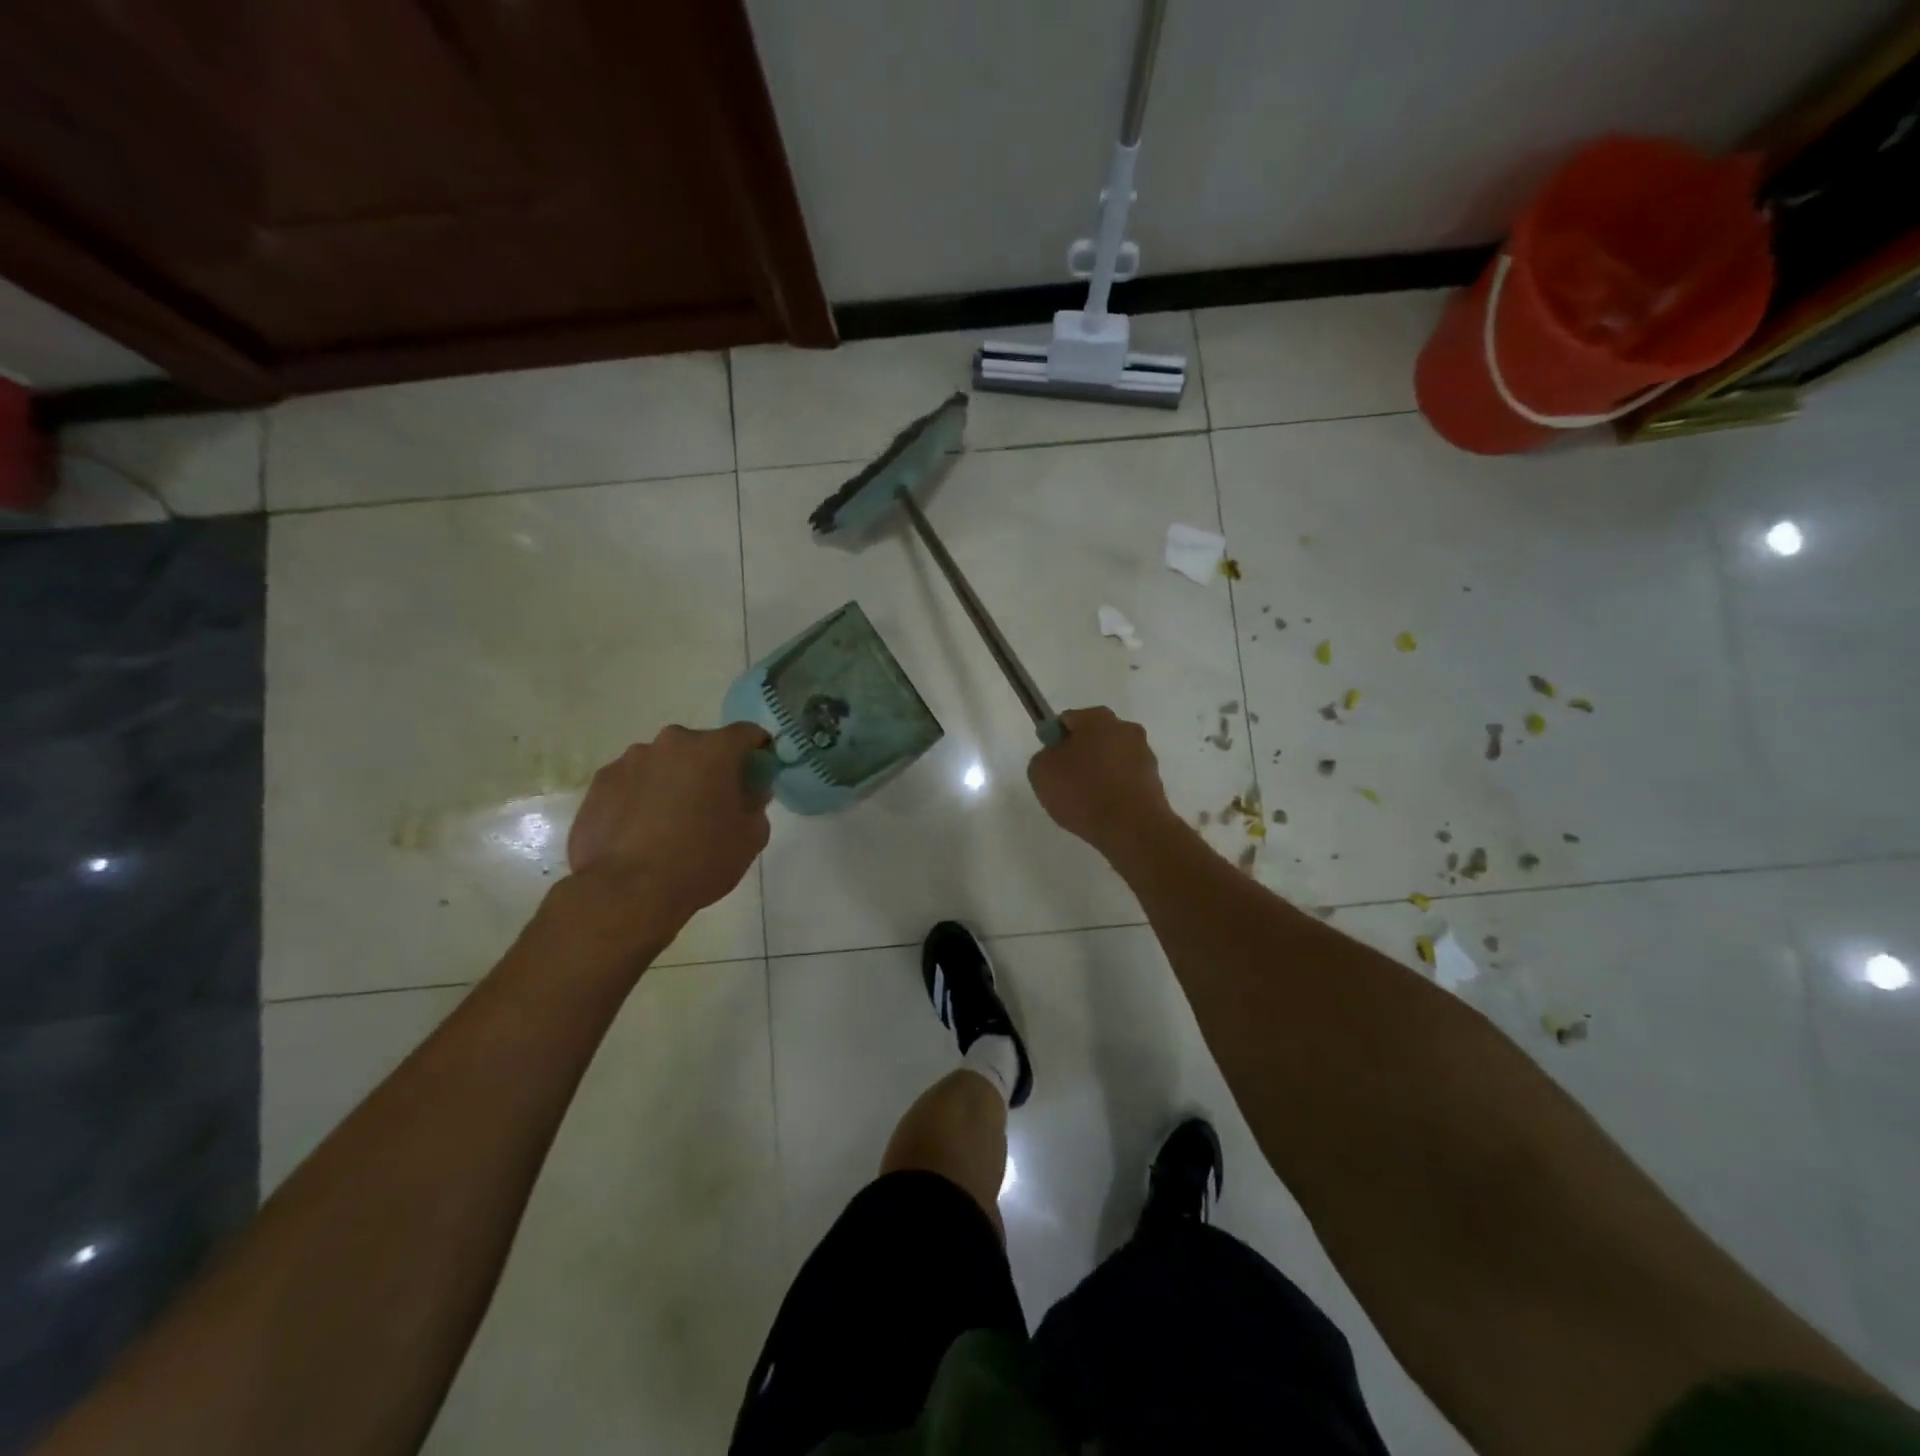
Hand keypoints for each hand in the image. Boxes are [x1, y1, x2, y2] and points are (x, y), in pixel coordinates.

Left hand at [567, 722, 771, 925]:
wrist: (626, 892)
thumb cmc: (701, 861)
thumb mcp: (751, 837)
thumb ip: (756, 804)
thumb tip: (749, 791)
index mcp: (714, 749)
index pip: (747, 733)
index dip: (757, 751)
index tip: (757, 774)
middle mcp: (671, 743)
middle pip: (701, 747)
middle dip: (711, 768)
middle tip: (713, 804)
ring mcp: (630, 760)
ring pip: (663, 763)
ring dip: (673, 781)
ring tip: (670, 823)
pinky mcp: (600, 783)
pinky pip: (632, 782)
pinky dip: (641, 797)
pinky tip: (640, 832)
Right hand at [1027, 707, 1178, 856]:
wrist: (1132, 828)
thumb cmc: (1082, 792)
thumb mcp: (1041, 772)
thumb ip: (1044, 756)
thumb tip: (1054, 757)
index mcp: (1097, 717)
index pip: (1067, 720)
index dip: (1054, 740)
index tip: (1050, 764)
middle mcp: (1125, 728)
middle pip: (1093, 737)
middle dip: (1079, 754)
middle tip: (1065, 782)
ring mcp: (1144, 753)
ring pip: (1111, 758)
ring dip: (1099, 772)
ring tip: (1086, 800)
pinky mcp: (1154, 779)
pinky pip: (1124, 779)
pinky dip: (1114, 789)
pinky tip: (1104, 809)